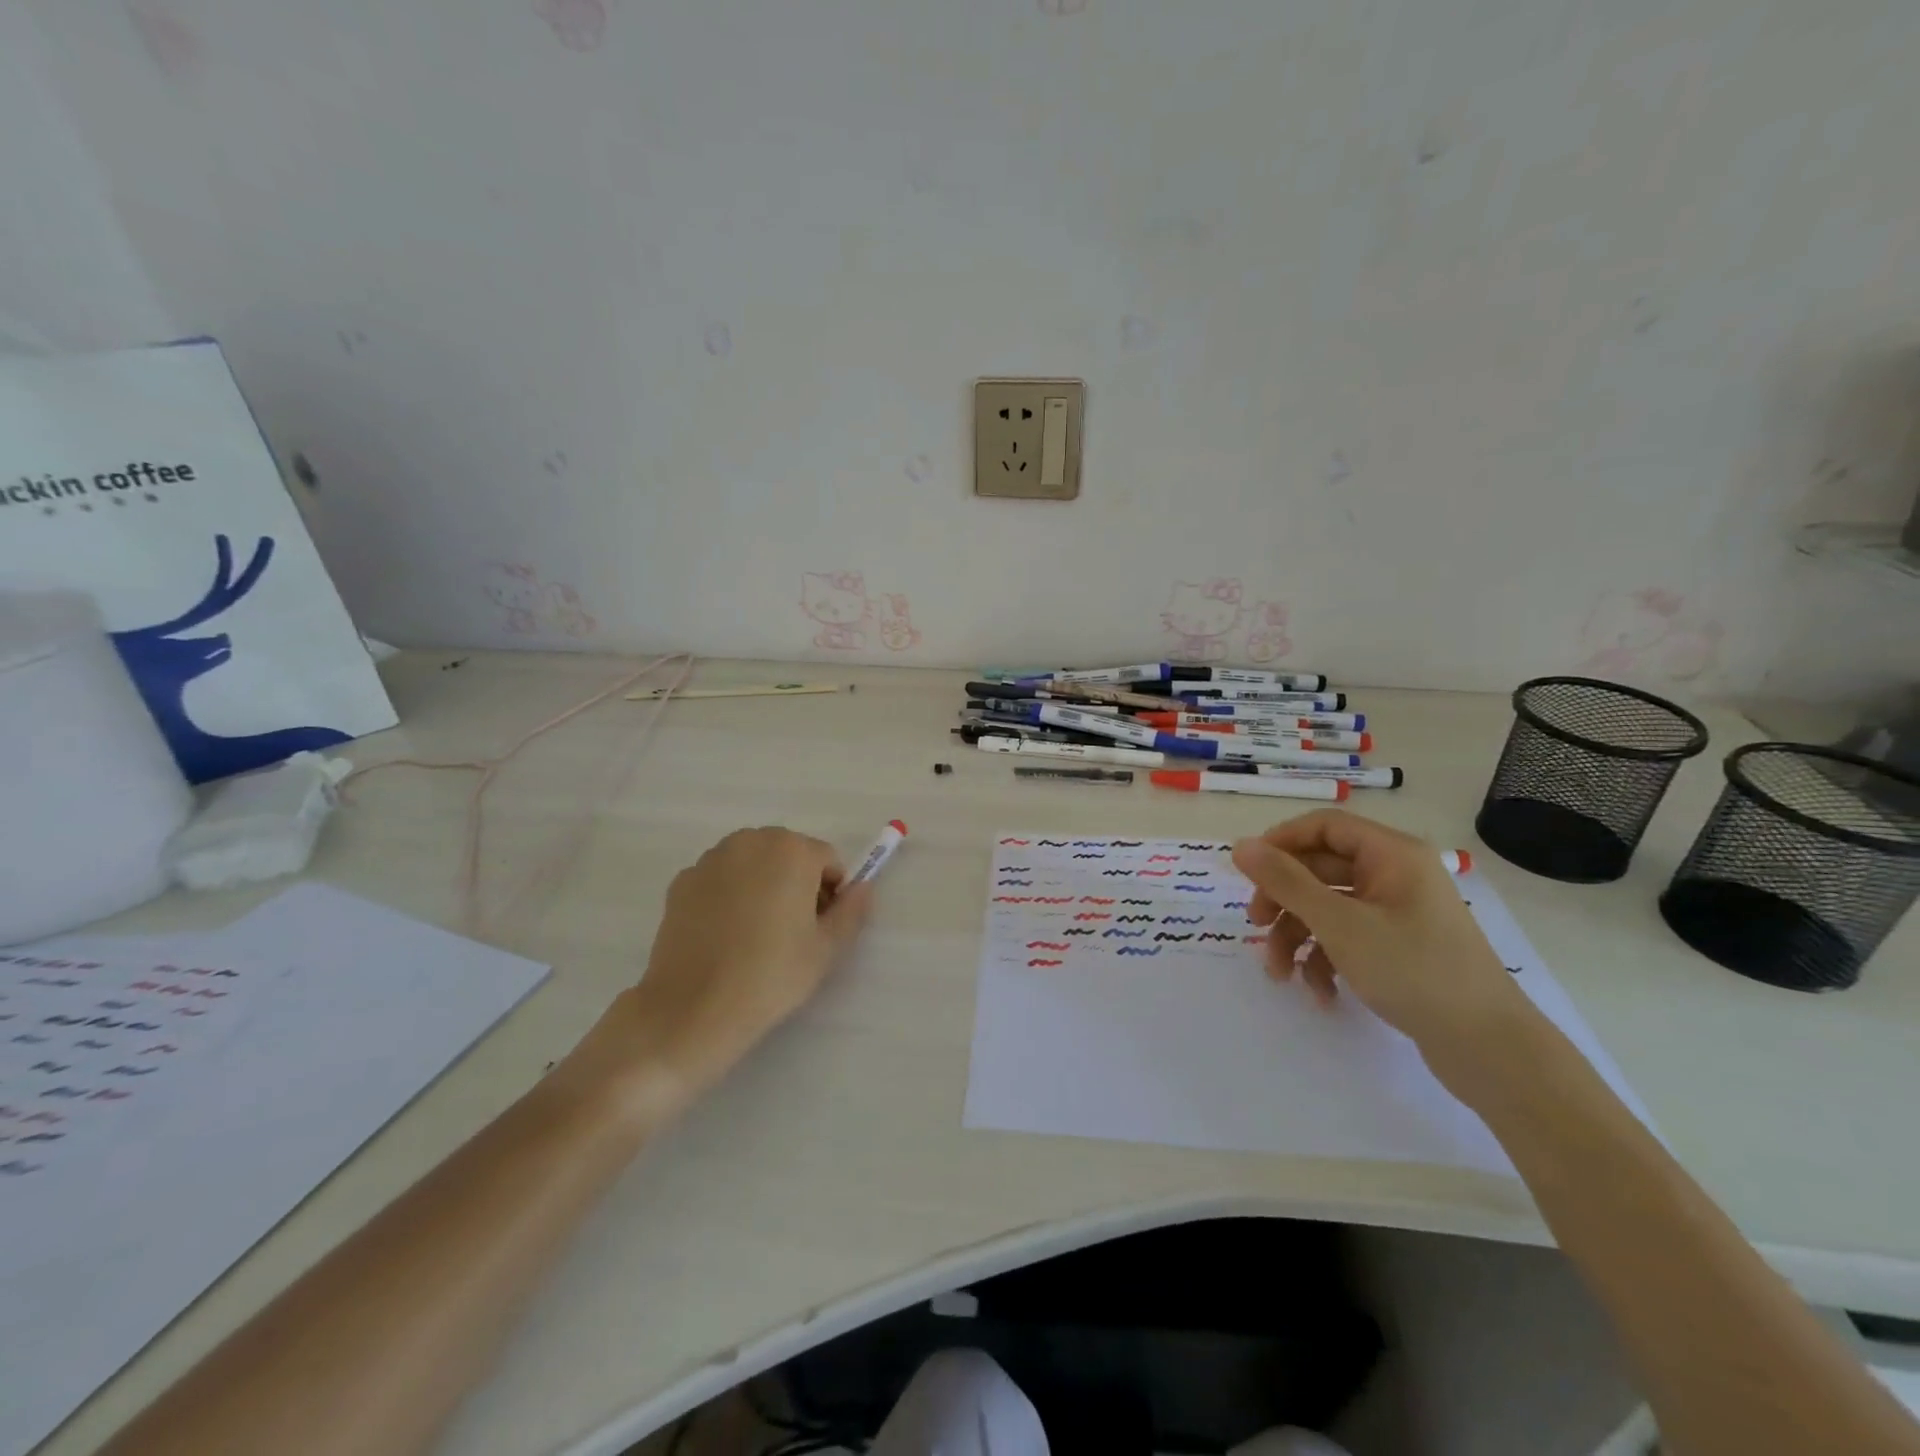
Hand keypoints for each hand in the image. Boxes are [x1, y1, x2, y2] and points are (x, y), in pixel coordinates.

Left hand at [548, 828, 872, 1124]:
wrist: (693, 1009)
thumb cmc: (772, 974)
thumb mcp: (827, 948)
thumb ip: (853, 910)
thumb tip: (862, 888)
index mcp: (791, 849)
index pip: (827, 860)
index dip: (831, 893)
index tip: (820, 927)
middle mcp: (750, 841)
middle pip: (787, 854)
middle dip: (796, 882)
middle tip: (791, 931)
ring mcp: (710, 859)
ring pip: (752, 864)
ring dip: (762, 885)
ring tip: (755, 934)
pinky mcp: (682, 881)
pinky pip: (720, 880)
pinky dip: (728, 896)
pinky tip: (724, 936)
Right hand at [1231, 810, 1535, 1069]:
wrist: (1491, 1050)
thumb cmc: (1414, 971)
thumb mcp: (1339, 924)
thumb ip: (1285, 881)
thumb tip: (1240, 845)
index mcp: (1392, 854)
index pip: (1323, 826)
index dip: (1280, 843)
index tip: (1248, 873)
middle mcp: (1396, 874)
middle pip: (1320, 869)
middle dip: (1284, 901)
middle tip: (1256, 927)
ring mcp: (1399, 912)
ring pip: (1329, 908)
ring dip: (1298, 937)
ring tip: (1281, 975)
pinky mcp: (1400, 947)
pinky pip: (1348, 938)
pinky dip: (1326, 960)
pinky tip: (1321, 993)